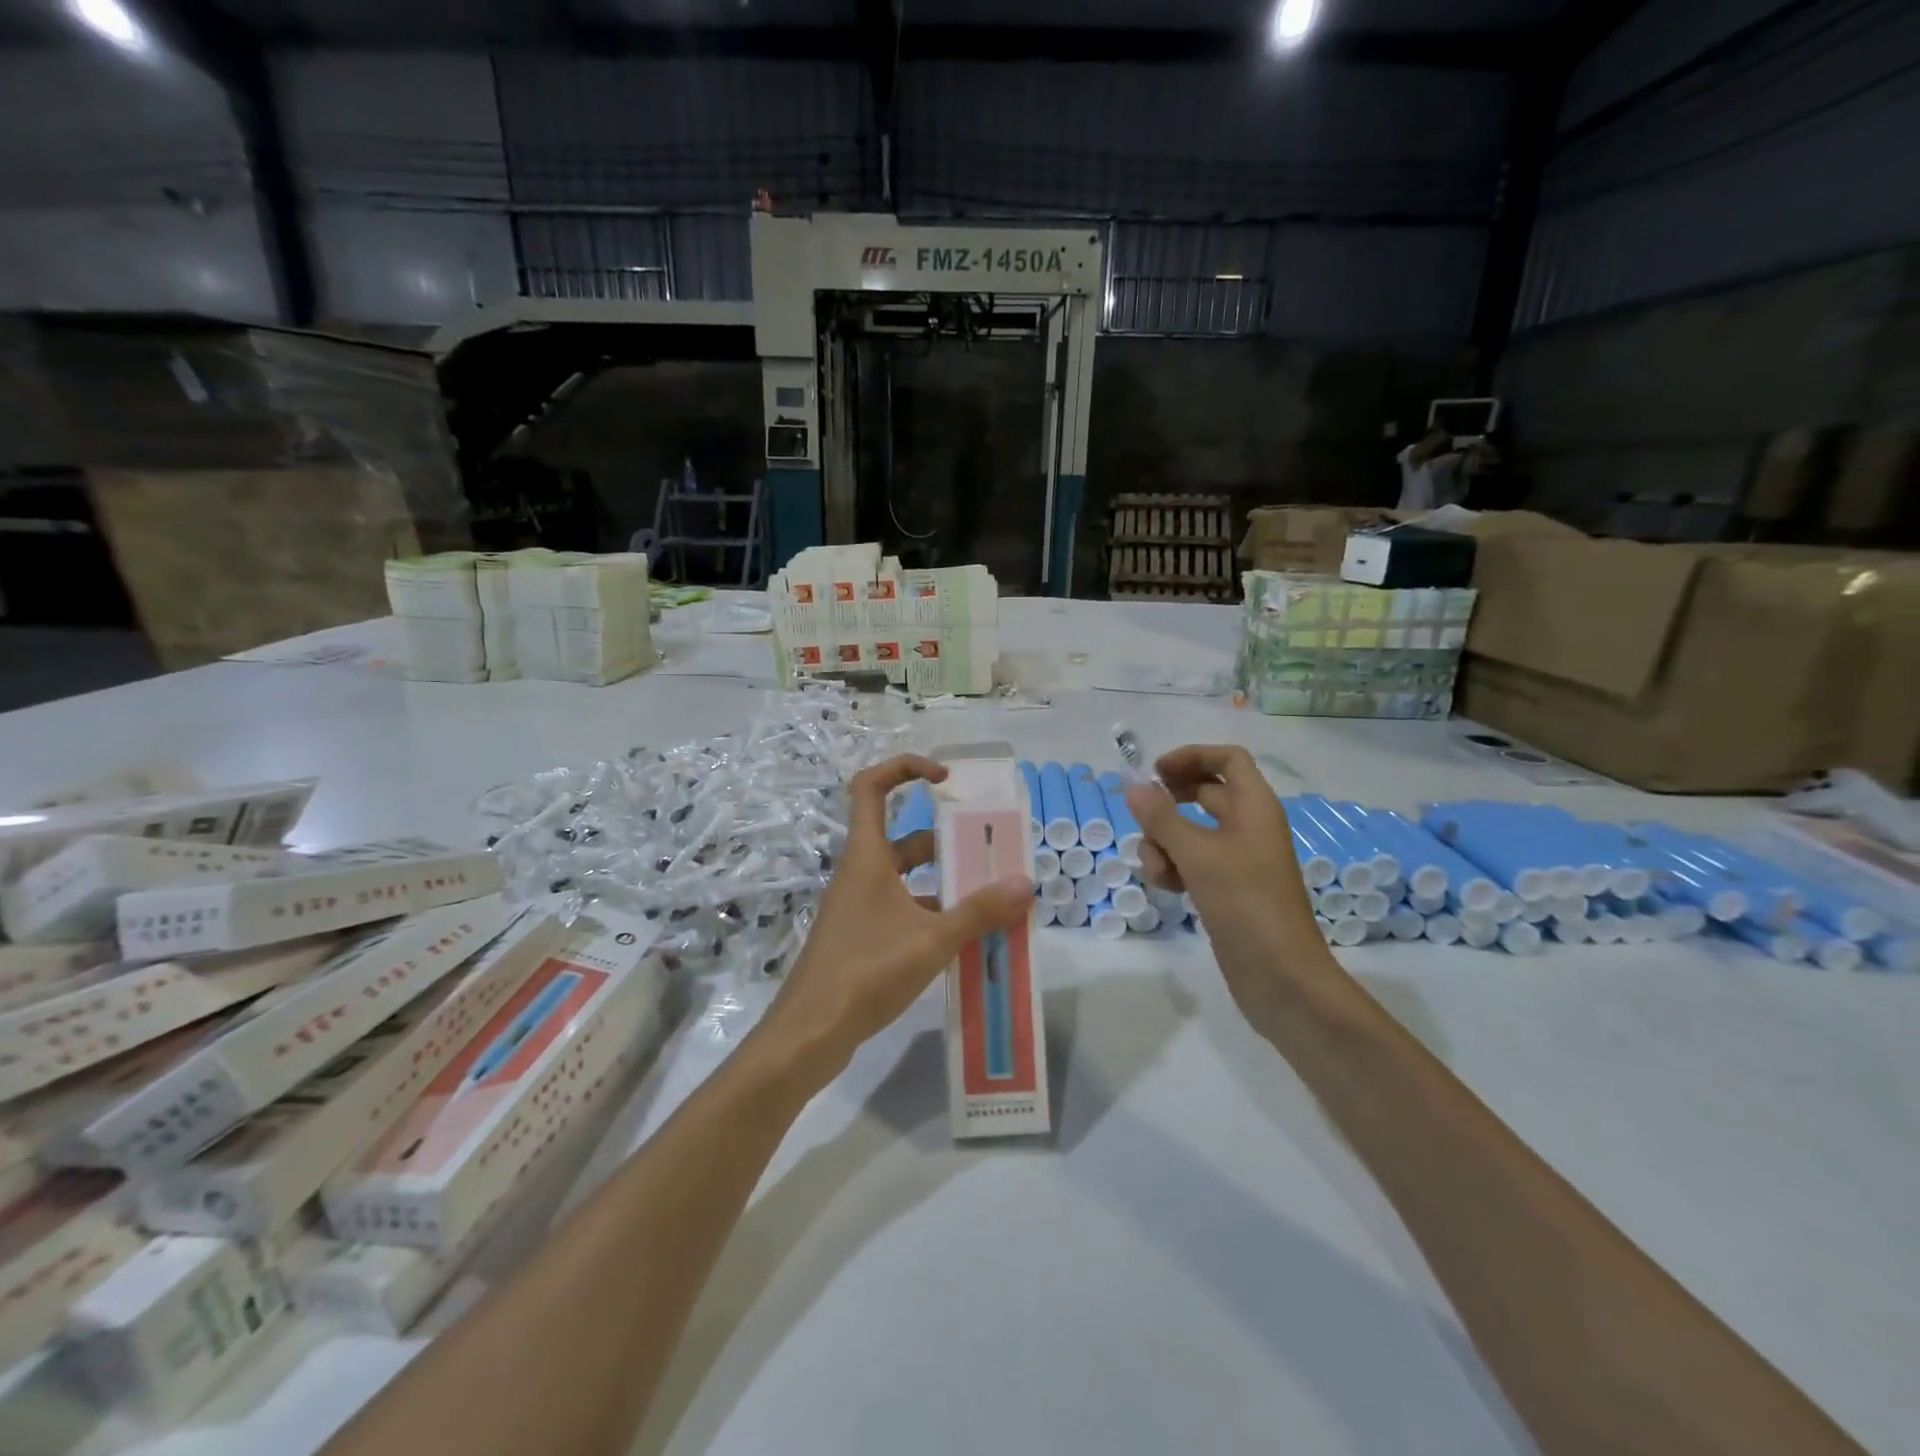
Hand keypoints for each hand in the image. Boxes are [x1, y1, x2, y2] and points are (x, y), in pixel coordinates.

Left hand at [762, 755, 1030, 1069]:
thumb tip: (1025, 883)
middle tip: (989, 852)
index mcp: (867, 857)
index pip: (872, 787)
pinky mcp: (861, 936)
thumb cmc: (865, 973)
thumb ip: (978, 912)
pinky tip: (963, 938)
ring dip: (944, 882)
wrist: (809, 1035)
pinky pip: (903, 910)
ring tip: (989, 897)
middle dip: (946, 841)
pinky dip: (932, 914)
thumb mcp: (930, 941)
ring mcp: (858, 907)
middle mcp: (860, 874)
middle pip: (903, 838)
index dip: (905, 768)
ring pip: (906, 878)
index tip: (945, 778)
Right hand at [1123, 746, 1335, 1015]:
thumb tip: (1133, 787)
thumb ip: (1161, 818)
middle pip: (1205, 792)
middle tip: (1142, 814)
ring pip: (1191, 831)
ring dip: (1165, 843)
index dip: (1191, 757)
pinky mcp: (1227, 888)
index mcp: (1254, 807)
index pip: (1227, 759)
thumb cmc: (1245, 903)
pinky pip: (1193, 862)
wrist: (1281, 976)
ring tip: (1158, 868)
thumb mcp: (1197, 855)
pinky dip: (1175, 868)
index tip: (1155, 773)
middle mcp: (1248, 826)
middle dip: (1170, 803)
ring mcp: (1239, 859)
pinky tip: (1167, 889)